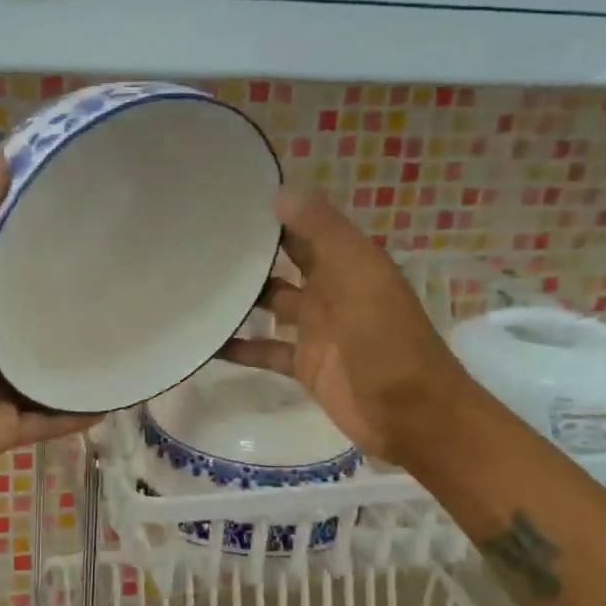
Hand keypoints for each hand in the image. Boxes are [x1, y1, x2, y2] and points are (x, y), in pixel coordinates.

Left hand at [0, 153, 98, 502]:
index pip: (6, 264)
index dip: (38, 239)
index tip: (86, 213)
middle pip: (34, 317)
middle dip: (71, 301)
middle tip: (126, 273)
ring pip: (49, 367)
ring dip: (81, 356)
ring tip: (134, 331)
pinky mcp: (9, 426)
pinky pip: (54, 417)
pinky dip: (81, 410)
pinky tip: (122, 393)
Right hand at [221, 190, 474, 461]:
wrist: (411, 414)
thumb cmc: (386, 339)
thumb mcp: (359, 275)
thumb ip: (323, 233)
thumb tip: (280, 192)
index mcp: (348, 263)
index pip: (306, 227)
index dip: (275, 213)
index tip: (229, 199)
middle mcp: (330, 290)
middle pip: (284, 263)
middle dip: (252, 252)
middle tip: (200, 239)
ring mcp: (316, 329)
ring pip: (271, 304)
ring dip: (241, 298)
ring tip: (194, 284)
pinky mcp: (305, 365)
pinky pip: (265, 350)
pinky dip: (239, 348)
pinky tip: (206, 343)